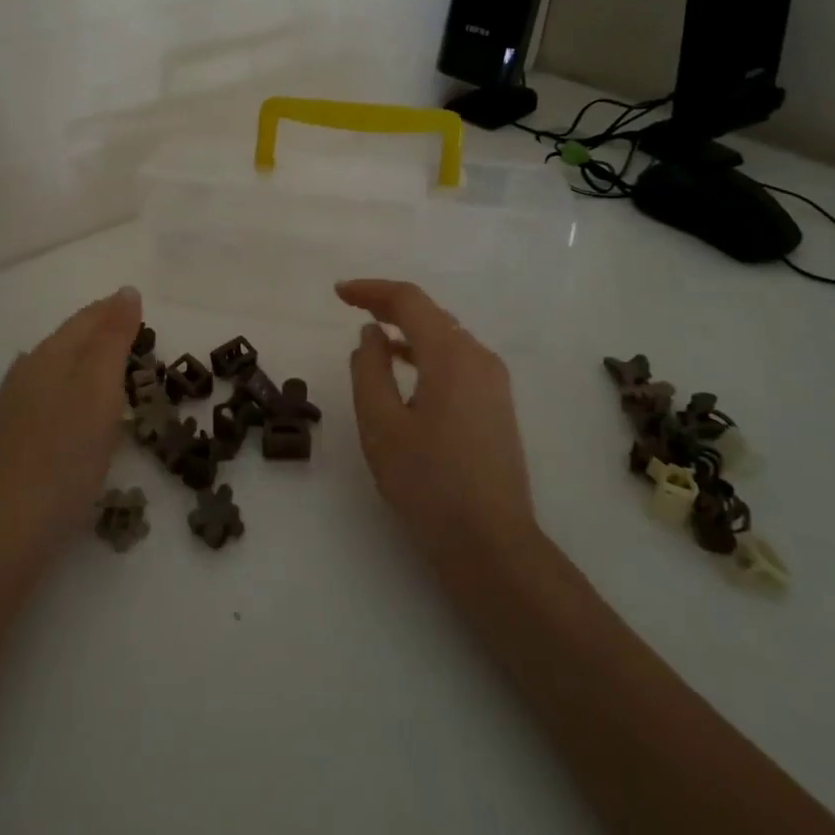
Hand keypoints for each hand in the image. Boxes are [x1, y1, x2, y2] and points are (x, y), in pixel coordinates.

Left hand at [0, 286, 141, 570]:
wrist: (9, 524)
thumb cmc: (66, 453)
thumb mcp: (100, 390)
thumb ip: (113, 339)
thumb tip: (126, 291)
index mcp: (48, 355)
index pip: (85, 319)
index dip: (113, 311)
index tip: (138, 308)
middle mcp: (24, 372)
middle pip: (67, 341)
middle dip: (97, 335)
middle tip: (129, 338)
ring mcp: (10, 406)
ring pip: (51, 369)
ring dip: (80, 363)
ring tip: (105, 371)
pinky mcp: (6, 439)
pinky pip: (42, 398)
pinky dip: (65, 392)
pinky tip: (66, 407)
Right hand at [335, 279, 538, 574]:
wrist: (491, 544)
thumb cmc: (428, 483)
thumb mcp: (381, 424)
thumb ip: (370, 369)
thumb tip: (372, 335)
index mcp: (452, 356)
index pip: (410, 301)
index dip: (371, 290)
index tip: (337, 293)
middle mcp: (480, 358)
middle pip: (431, 314)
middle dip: (389, 305)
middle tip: (350, 305)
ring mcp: (494, 383)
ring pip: (446, 337)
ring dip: (409, 328)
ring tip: (373, 333)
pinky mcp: (497, 405)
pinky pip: (457, 360)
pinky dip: (426, 352)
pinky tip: (406, 368)